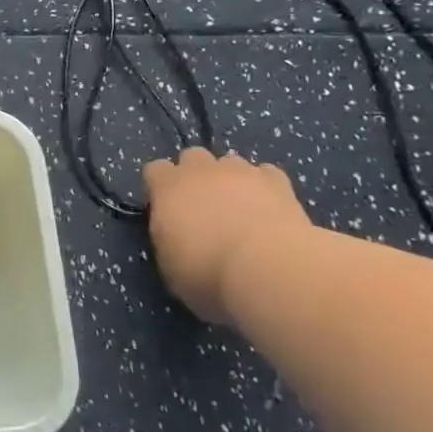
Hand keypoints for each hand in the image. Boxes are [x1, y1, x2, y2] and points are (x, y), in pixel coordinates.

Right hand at [142, 148, 313, 324]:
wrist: (270, 271)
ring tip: (240, 209)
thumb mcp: (170, 267)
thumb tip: (176, 235)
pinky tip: (270, 210)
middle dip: (195, 175)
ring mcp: (241, 172)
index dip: (160, 188)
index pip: (154, 170)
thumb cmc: (208, 275)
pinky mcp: (278, 182)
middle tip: (204, 207)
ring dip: (230, 180)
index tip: (167, 212)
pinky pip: (266, 175)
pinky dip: (265, 188)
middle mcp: (201, 170)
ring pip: (230, 162)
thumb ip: (168, 239)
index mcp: (167, 187)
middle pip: (192, 157)